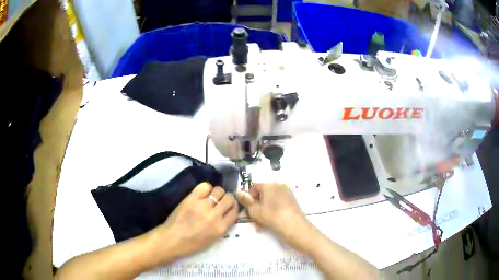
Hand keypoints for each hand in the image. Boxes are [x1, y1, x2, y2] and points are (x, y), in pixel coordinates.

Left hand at [152, 182, 237, 262]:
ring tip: (211, 197)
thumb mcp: (213, 238)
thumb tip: (227, 213)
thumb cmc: (192, 244)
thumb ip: (222, 225)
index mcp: (221, 227)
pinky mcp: (192, 198)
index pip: (235, 210)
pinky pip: (204, 186)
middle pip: (229, 198)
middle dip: (227, 198)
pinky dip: (206, 188)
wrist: (172, 240)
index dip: (233, 207)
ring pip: (218, 190)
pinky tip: (202, 193)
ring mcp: (203, 205)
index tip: (228, 206)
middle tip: (220, 201)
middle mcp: (215, 215)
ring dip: (217, 193)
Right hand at [235, 183, 316, 252]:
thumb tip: (238, 192)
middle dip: (257, 206)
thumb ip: (245, 201)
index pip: (254, 187)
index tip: (248, 210)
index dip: (249, 199)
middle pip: (263, 194)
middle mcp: (278, 186)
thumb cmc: (271, 216)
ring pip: (270, 201)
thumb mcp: (254, 210)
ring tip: (262, 224)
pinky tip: (272, 223)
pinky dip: (273, 211)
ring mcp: (287, 193)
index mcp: (268, 185)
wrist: (294, 226)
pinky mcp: (293, 202)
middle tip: (254, 219)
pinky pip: (279, 204)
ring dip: (264, 210)